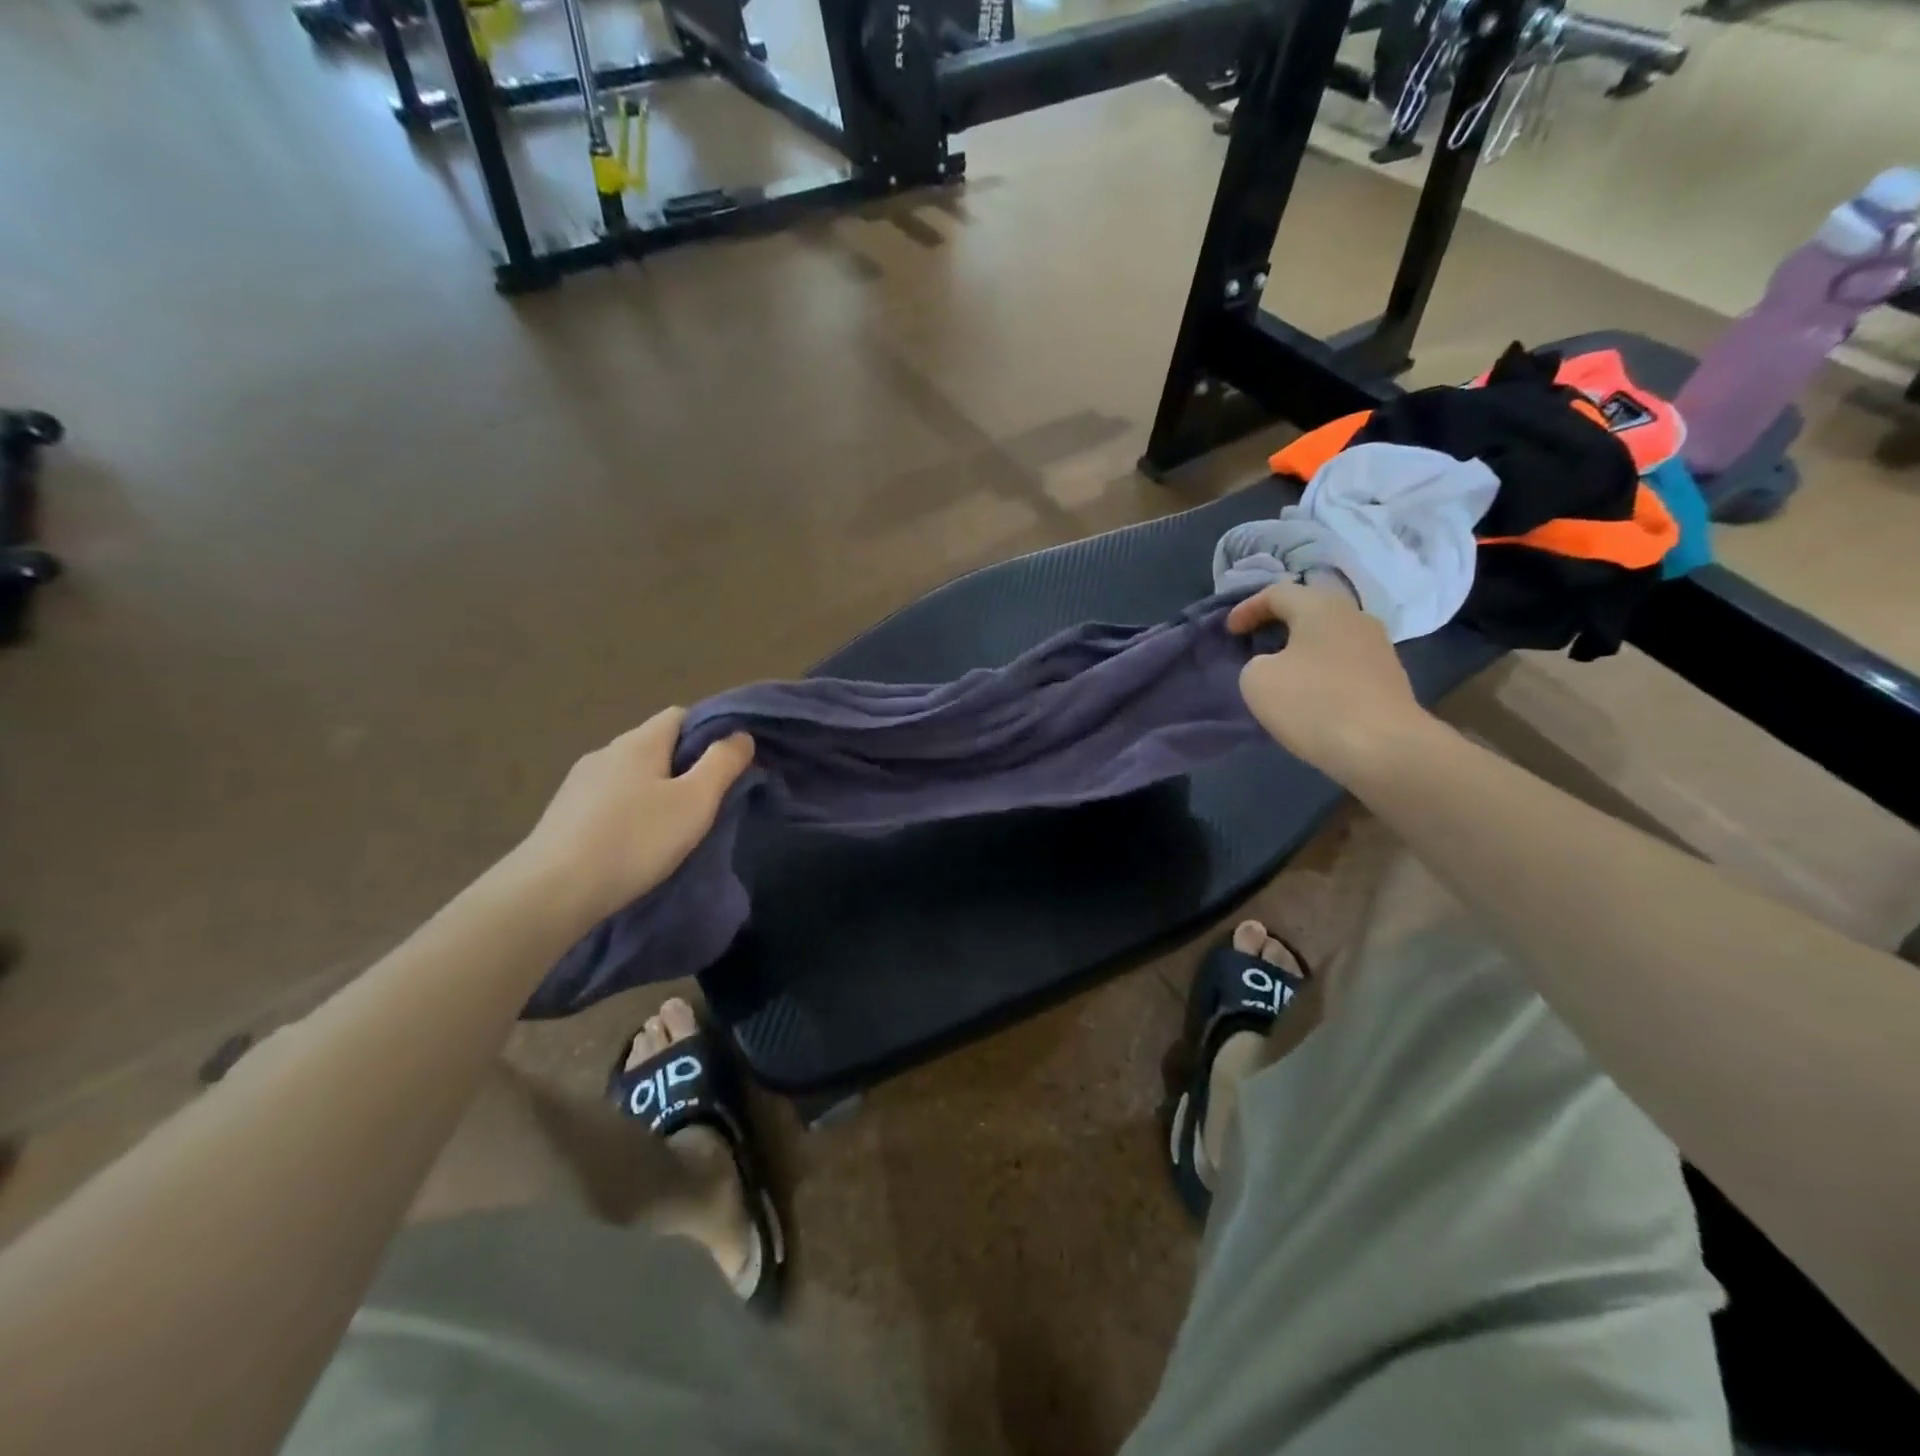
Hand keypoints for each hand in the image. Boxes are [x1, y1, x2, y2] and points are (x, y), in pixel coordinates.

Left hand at [514, 709, 753, 926]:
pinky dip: (628, 812)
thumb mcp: (695, 802)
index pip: (680, 715)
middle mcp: (605, 752)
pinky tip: (633, 843)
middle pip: (655, 745)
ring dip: (654, 792)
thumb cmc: (635, 841)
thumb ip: (723, 763)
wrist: (552, 892)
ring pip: (630, 775)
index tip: (726, 765)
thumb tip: (740, 735)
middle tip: (706, 803)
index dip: (708, 732)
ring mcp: (578, 783)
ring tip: (671, 828)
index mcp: (638, 742)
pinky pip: (608, 800)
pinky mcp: (562, 814)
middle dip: (683, 766)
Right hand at [1227, 582, 1431, 783]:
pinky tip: (1309, 693)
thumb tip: (1275, 665)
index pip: (1278, 592)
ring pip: (1329, 636)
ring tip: (1280, 670)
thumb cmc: (1313, 703)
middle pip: (1310, 609)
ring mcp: (1378, 647)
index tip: (1229, 631)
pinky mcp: (1388, 678)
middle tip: (1254, 642)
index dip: (1248, 608)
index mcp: (1321, 607)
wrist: (1384, 747)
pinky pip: (1344, 662)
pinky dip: (1321, 669)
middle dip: (1278, 623)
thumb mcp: (1257, 680)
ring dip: (1302, 648)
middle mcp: (1355, 616)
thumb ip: (1256, 663)